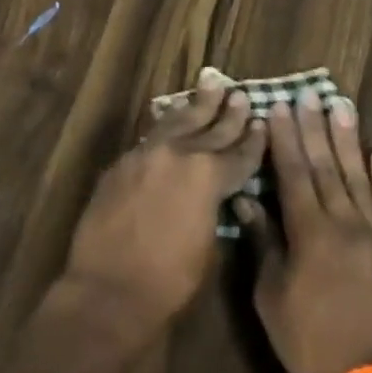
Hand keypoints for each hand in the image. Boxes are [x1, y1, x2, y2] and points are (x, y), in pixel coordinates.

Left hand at [61, 74, 264, 333]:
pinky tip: (172, 118)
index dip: (254, 140)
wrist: (108, 290)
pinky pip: (151, 137)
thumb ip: (215, 207)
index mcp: (208, 175)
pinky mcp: (121, 164)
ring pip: (177, 121)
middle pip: (210, 128)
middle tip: (240, 94)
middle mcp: (178, 154)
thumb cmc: (169, 281)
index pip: (239, 153)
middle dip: (228, 112)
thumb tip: (215, 194)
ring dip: (196, 104)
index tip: (263, 121)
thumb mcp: (209, 245)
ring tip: (210, 82)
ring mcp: (145, 155)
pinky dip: (167, 126)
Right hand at [235, 91, 371, 372]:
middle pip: (327, 166)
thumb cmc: (312, 342)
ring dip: (349, 139)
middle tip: (310, 92)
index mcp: (310, 232)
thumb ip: (264, 244)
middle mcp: (345, 222)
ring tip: (342, 106)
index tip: (278, 107)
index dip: (284, 139)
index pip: (294, 174)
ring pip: (360, 176)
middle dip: (314, 127)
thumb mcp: (272, 297)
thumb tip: (247, 201)